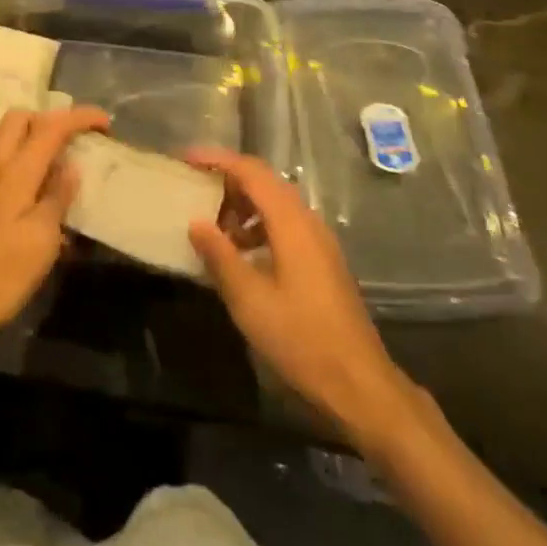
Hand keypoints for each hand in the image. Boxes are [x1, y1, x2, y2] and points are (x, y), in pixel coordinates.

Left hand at [0, 106, 108, 355]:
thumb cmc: (1, 273)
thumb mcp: (42, 238)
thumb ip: (58, 197)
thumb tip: (72, 165)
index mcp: (17, 171)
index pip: (50, 126)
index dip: (80, 117)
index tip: (106, 122)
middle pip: (21, 119)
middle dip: (52, 119)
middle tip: (78, 139)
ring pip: (12, 141)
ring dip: (40, 141)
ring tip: (68, 166)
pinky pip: (9, 167)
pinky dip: (30, 166)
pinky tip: (48, 198)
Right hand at [187, 148, 433, 448]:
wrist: (360, 385)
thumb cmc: (301, 339)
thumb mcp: (249, 300)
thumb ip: (220, 256)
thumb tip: (196, 221)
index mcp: (291, 222)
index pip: (251, 172)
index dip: (217, 160)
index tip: (186, 160)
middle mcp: (308, 222)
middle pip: (265, 182)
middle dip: (228, 180)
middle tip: (194, 190)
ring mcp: (319, 242)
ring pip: (275, 204)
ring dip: (242, 206)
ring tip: (213, 227)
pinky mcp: (322, 261)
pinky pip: (285, 225)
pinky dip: (258, 227)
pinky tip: (241, 255)